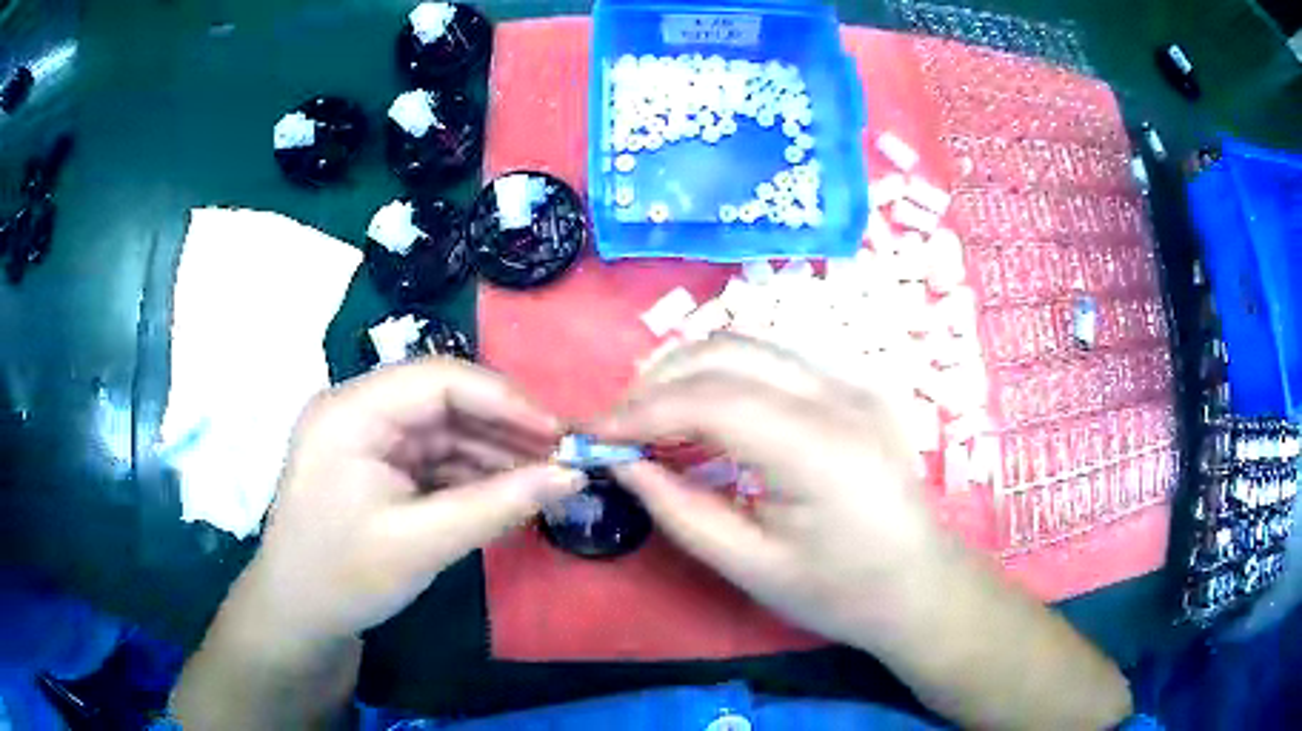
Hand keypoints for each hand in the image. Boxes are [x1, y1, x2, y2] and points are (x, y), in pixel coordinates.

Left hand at [224, 358, 583, 649]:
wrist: (299, 617)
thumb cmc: (345, 578)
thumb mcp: (423, 544)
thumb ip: (498, 505)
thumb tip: (571, 476)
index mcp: (351, 412)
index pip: (437, 380)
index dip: (504, 400)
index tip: (558, 435)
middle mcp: (358, 411)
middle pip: (444, 401)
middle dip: (504, 429)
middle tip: (561, 460)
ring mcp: (368, 439)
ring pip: (445, 431)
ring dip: (494, 454)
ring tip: (547, 480)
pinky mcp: (377, 466)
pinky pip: (435, 459)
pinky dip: (473, 476)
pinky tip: (509, 495)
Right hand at [594, 335, 946, 647]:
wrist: (921, 585)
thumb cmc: (841, 593)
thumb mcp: (751, 567)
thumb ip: (680, 511)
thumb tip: (624, 464)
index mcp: (820, 448)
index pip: (712, 398)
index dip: (643, 410)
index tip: (595, 435)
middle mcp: (839, 395)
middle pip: (729, 351)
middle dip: (659, 380)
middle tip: (620, 426)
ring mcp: (853, 382)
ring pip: (750, 345)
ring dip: (689, 371)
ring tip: (651, 418)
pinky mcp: (854, 387)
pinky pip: (774, 362)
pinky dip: (724, 377)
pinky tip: (704, 415)